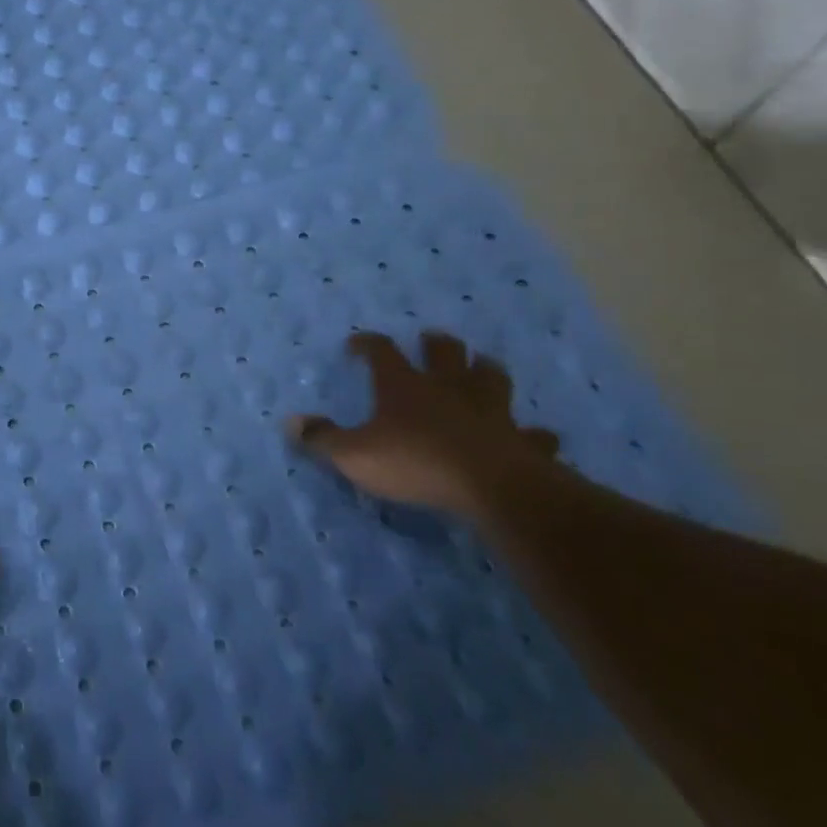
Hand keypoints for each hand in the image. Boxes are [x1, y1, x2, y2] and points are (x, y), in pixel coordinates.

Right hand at [286, 331, 559, 515]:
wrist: (489, 486)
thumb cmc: (414, 462)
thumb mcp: (354, 454)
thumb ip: (323, 438)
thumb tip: (290, 422)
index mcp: (404, 386)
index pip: (383, 352)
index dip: (369, 344)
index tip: (358, 343)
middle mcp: (447, 388)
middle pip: (446, 353)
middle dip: (437, 344)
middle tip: (432, 340)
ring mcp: (489, 411)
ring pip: (491, 378)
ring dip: (485, 370)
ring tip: (482, 367)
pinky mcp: (521, 440)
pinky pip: (531, 433)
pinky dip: (531, 433)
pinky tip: (535, 435)